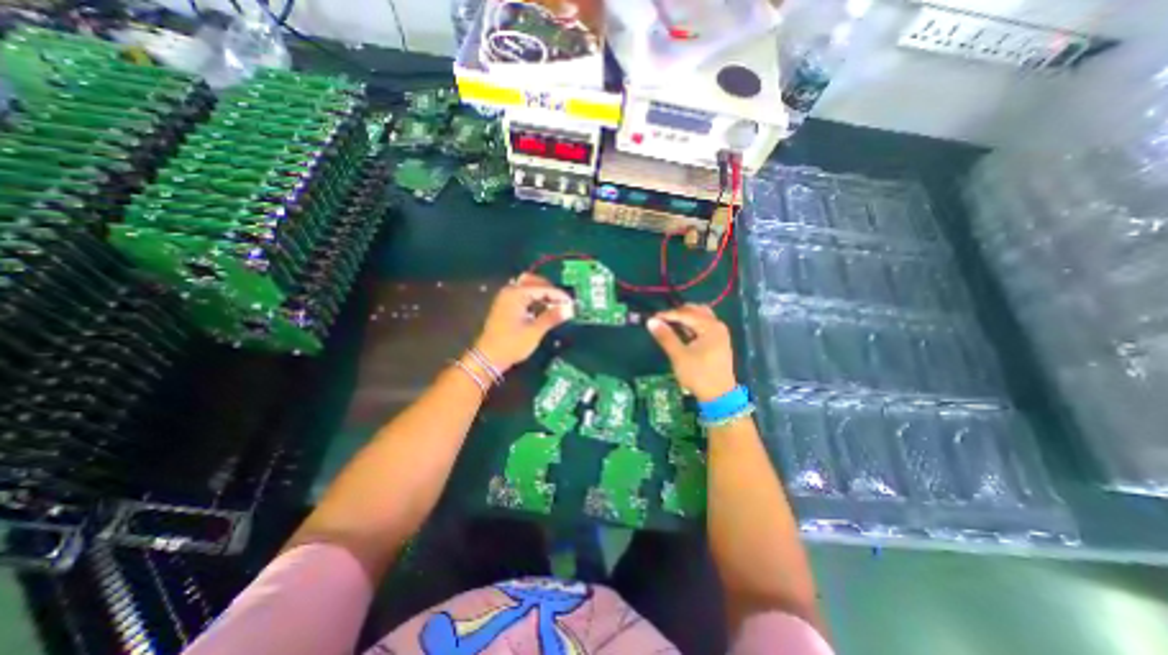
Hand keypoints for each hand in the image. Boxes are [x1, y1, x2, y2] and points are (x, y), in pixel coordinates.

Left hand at [474, 271, 573, 372]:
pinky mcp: (506, 306)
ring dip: (542, 293)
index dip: (559, 295)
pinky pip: (523, 295)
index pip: (542, 288)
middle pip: (533, 281)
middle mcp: (510, 291)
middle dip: (550, 290)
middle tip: (563, 302)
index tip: (572, 303)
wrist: (488, 358)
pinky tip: (543, 308)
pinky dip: (535, 298)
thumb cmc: (511, 344)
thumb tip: (570, 309)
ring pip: (528, 287)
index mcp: (516, 294)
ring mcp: (506, 298)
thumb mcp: (534, 331)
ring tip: (556, 305)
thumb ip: (552, 317)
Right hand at [644, 304, 732, 399]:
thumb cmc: (699, 375)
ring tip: (671, 324)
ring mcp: (720, 333)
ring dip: (686, 317)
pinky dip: (692, 325)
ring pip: (701, 317)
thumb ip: (665, 336)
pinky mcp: (718, 341)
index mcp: (710, 327)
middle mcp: (717, 325)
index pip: (686, 313)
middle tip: (662, 320)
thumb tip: (651, 321)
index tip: (652, 317)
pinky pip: (704, 325)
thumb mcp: (679, 356)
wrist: (719, 396)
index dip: (668, 314)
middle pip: (696, 310)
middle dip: (678, 312)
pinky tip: (682, 332)